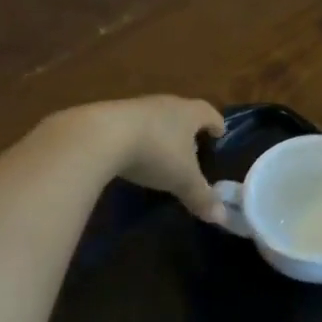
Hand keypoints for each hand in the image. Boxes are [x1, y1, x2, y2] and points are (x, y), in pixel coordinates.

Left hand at [59, 96, 226, 222]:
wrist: (99, 136)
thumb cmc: (155, 153)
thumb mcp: (182, 180)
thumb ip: (202, 197)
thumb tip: (222, 218)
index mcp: (189, 113)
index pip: (209, 113)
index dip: (216, 124)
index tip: (220, 134)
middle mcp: (165, 103)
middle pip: (182, 112)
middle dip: (188, 129)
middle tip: (193, 147)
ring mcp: (135, 107)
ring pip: (155, 118)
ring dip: (160, 133)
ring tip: (161, 153)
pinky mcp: (109, 116)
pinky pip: (130, 126)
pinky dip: (136, 139)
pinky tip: (131, 156)